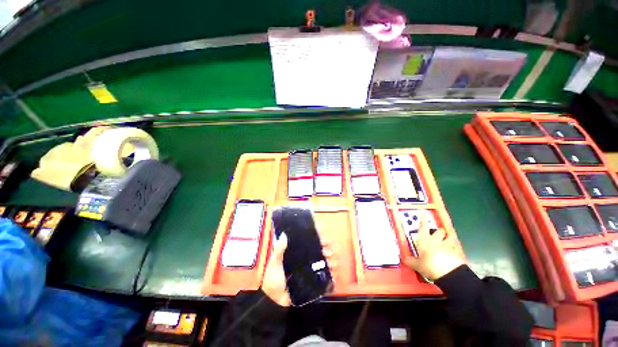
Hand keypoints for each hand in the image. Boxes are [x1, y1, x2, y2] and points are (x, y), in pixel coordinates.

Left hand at [261, 233, 336, 306]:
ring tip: (331, 256)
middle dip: (325, 244)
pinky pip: (324, 273)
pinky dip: (331, 270)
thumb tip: (283, 234)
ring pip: (323, 259)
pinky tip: (334, 268)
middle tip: (328, 245)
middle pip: (318, 248)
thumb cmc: (273, 278)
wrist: (274, 301)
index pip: (307, 239)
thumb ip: (278, 250)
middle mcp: (304, 258)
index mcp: (296, 251)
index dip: (316, 234)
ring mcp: (309, 268)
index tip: (322, 230)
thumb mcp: (274, 262)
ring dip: (330, 256)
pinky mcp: (312, 279)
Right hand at [403, 216, 465, 280]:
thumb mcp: (417, 265)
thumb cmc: (430, 266)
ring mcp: (448, 246)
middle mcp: (436, 241)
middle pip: (439, 231)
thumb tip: (405, 260)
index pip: (423, 228)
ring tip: (448, 238)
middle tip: (437, 232)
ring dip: (448, 237)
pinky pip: (456, 248)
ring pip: (450, 237)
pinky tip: (453, 252)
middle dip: (438, 231)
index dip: (422, 221)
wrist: (450, 273)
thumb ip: (411, 261)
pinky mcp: (457, 254)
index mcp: (425, 241)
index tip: (423, 215)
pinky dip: (454, 249)